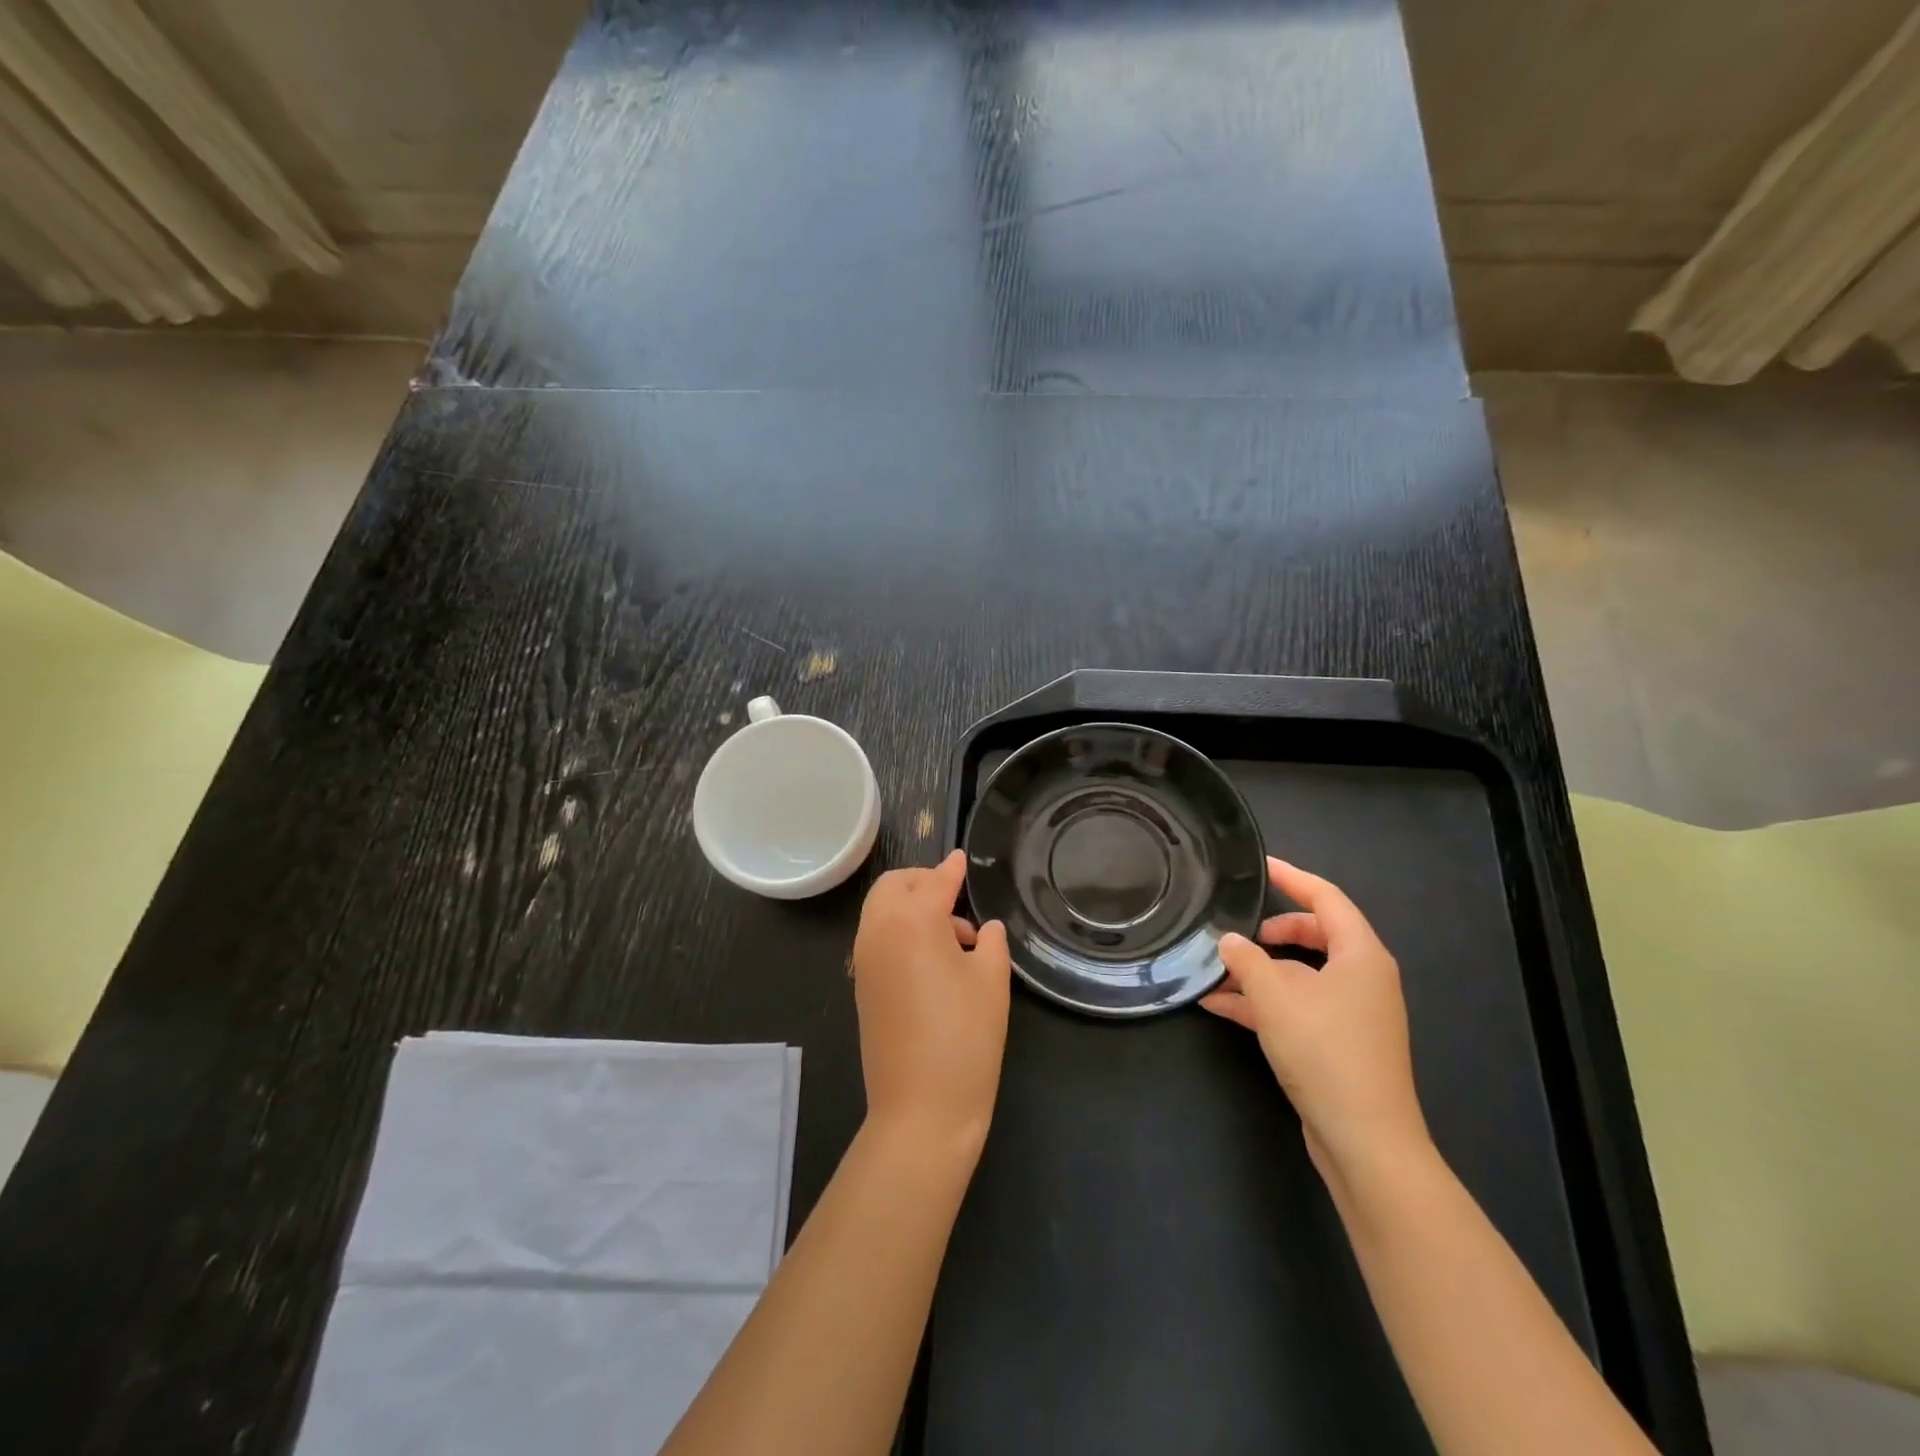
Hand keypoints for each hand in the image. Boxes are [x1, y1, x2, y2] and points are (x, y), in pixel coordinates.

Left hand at [851, 850, 1011, 1152]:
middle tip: (956, 896)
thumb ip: (989, 941)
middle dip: (923, 881)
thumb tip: (983, 928)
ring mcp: (864, 959)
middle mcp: (879, 930)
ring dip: (911, 906)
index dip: (952, 868)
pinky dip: (900, 930)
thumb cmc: (966, 1037)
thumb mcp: (991, 981)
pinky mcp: (861, 985)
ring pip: (881, 910)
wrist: (921, 1108)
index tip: (963, 858)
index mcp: (912, 920)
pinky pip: (877, 938)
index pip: (935, 881)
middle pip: (894, 886)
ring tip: (955, 936)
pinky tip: (933, 959)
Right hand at [1201, 858, 1428, 1178]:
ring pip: (1300, 974)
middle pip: (1314, 935)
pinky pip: (1296, 1006)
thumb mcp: (1275, 996)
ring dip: (1259, 970)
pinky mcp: (1337, 1043)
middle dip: (1272, 931)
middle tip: (1237, 929)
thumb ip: (1247, 959)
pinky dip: (1263, 1002)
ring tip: (1214, 969)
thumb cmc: (1325, 1051)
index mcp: (1361, 955)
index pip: (1327, 898)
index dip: (1292, 877)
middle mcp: (1362, 977)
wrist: (1364, 1140)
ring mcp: (1351, 1012)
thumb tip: (1230, 940)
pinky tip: (1218, 1005)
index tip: (1259, 865)